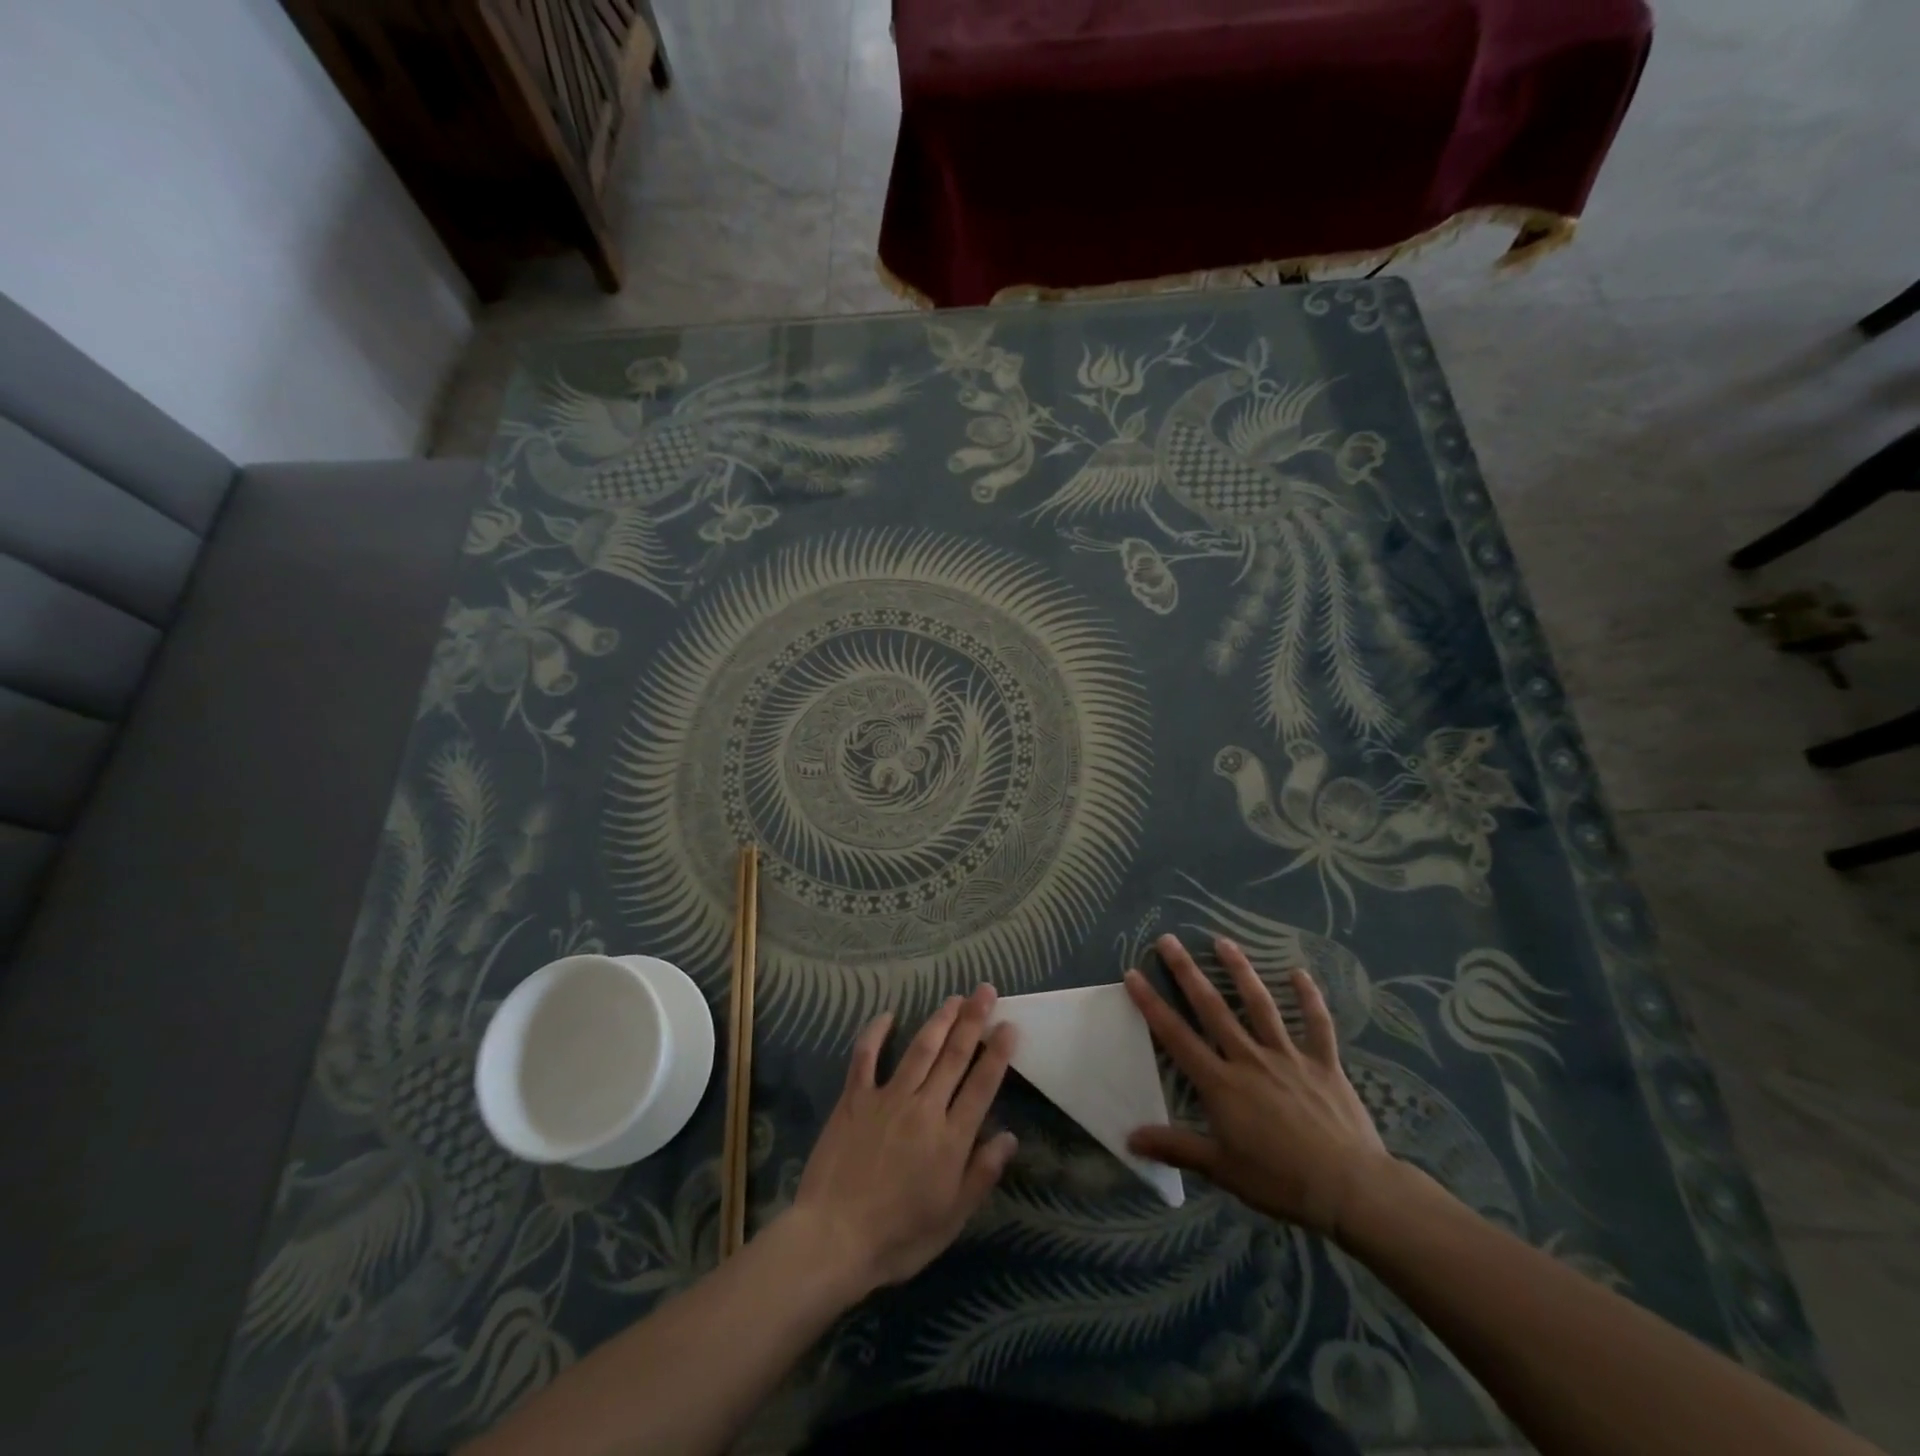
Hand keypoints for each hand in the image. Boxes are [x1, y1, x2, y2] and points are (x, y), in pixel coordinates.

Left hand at [784, 986, 1018, 1293]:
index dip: (998, 1053)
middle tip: (986, 991)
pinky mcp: (854, 1098)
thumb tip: (1010, 1137)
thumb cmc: (898, 1237)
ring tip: (955, 998)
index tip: (1009, 1025)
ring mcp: (887, 1098)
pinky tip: (887, 1015)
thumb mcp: (951, 1218)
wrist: (833, 1239)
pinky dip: (875, 1032)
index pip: (982, 1085)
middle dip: (973, 1020)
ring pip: (920, 1049)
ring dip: (940, 1020)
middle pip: (954, 1056)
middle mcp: (924, 1108)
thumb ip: (981, 1174)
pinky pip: (866, 1056)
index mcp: (951, 1138)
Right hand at [1125, 934, 1390, 1237]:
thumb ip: (1175, 1148)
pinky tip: (1299, 972)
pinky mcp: (1324, 1063)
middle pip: (1212, 1008)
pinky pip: (1317, 1025)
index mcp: (1221, 1083)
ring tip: (1222, 941)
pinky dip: (1309, 998)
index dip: (1151, 1004)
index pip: (1176, 1036)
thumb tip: (1129, 1138)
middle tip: (1168, 940)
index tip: (1133, 974)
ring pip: (1259, 1005)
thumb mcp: (1221, 1169)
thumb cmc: (1280, 1180)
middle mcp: (1249, 1059)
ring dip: (1239, 970)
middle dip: (1187, 972)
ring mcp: (1288, 1056)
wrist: (1349, 1188)